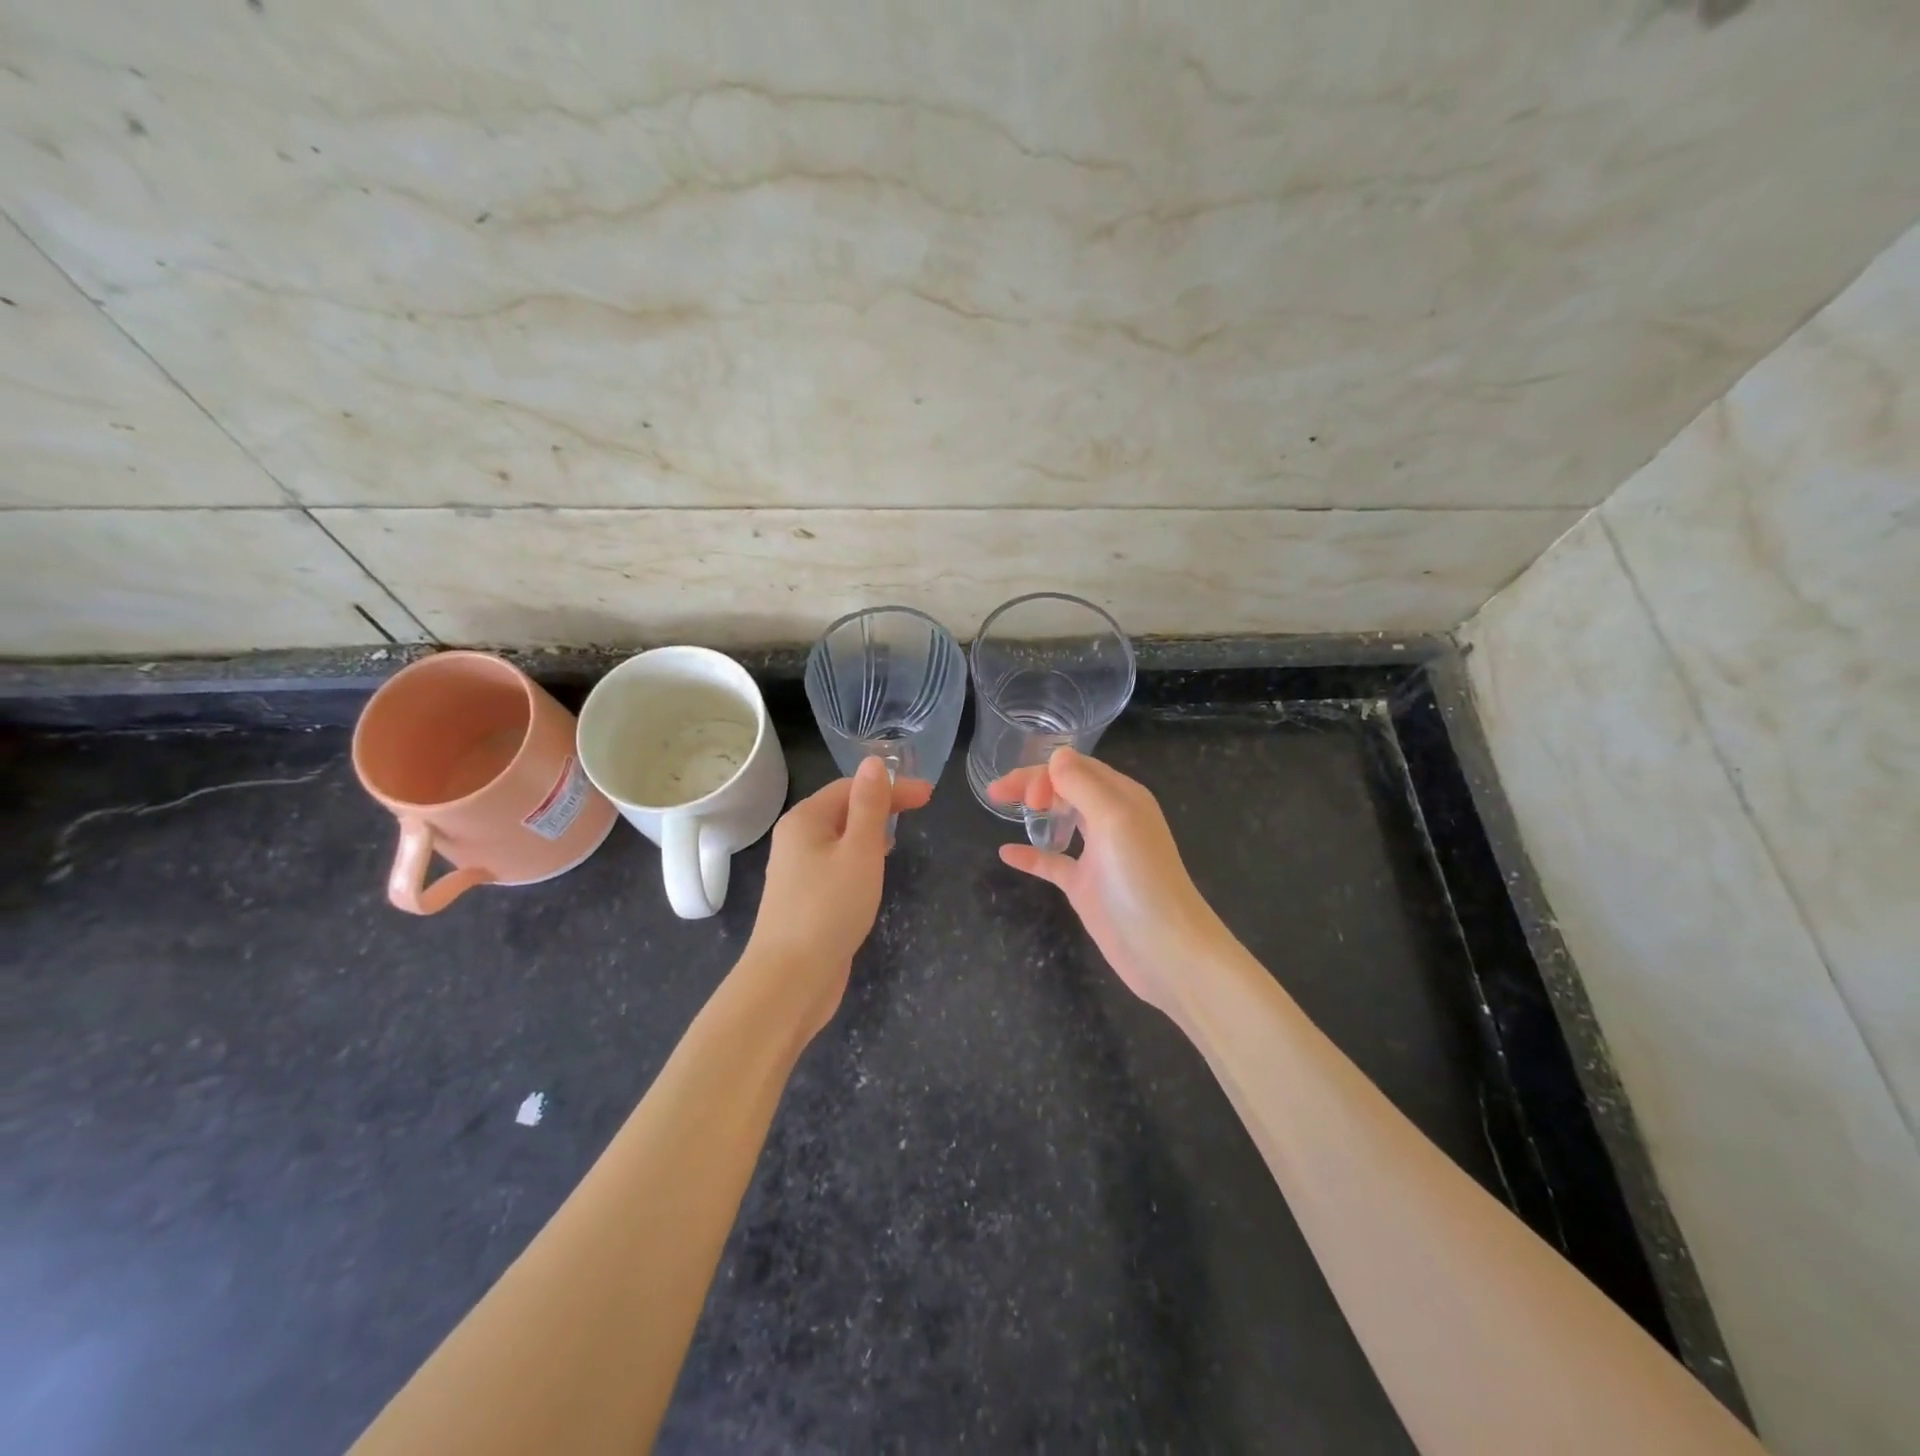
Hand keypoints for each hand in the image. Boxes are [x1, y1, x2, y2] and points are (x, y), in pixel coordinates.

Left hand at [744, 756, 932, 1040]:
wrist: (790, 979)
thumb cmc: (829, 907)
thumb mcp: (859, 850)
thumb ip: (870, 805)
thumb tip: (874, 762)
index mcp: (805, 819)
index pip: (851, 786)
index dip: (891, 786)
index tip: (929, 795)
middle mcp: (795, 838)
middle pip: (843, 809)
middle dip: (881, 805)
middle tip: (921, 811)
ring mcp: (797, 870)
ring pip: (839, 838)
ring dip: (870, 831)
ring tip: (899, 836)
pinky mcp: (805, 898)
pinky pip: (835, 864)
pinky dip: (858, 858)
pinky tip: (873, 872)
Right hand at [991, 748, 1224, 1021]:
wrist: (1166, 950)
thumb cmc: (1141, 879)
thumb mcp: (1113, 819)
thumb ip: (1083, 784)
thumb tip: (1056, 755)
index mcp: (1122, 797)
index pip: (1077, 768)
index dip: (1046, 773)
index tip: (1026, 797)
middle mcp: (1111, 820)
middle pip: (1066, 788)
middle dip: (1032, 784)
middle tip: (998, 794)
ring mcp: (1098, 854)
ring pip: (1060, 819)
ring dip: (1034, 809)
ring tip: (1001, 806)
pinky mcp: (1086, 886)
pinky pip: (1053, 862)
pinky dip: (1030, 855)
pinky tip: (1006, 853)